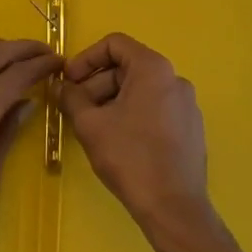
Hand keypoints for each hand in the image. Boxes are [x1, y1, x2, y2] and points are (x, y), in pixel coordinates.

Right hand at [60, 33, 210, 231]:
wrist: (173, 207)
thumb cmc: (130, 157)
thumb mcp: (90, 124)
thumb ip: (71, 97)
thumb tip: (62, 86)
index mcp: (154, 69)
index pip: (114, 44)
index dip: (86, 59)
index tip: (68, 81)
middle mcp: (175, 79)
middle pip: (127, 68)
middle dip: (95, 84)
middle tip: (74, 109)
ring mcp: (187, 105)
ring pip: (140, 91)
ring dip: (110, 101)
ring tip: (92, 128)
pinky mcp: (190, 129)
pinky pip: (155, 109)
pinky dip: (131, 115)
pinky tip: (117, 142)